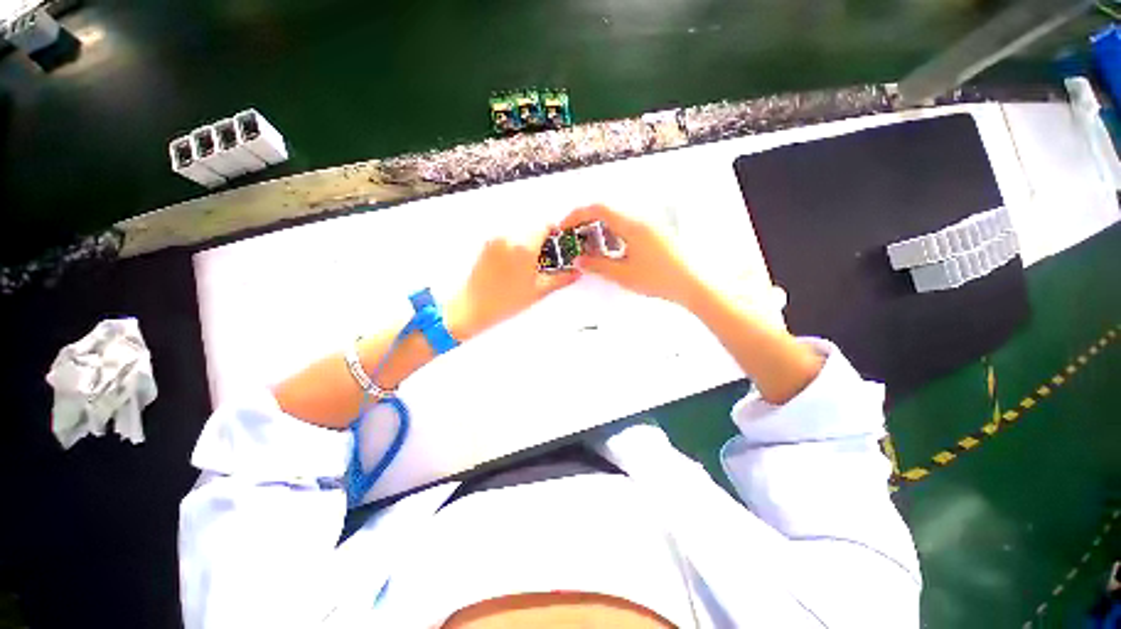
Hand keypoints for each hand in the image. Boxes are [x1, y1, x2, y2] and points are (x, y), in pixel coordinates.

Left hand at [446, 229, 579, 339]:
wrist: (473, 307)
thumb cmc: (503, 301)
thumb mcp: (538, 290)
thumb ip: (561, 279)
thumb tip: (574, 273)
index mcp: (523, 246)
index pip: (545, 225)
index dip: (555, 233)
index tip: (559, 243)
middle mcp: (508, 237)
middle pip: (532, 227)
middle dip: (542, 239)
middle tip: (547, 257)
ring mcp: (496, 240)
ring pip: (520, 231)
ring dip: (529, 241)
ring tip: (531, 263)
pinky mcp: (488, 244)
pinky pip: (508, 237)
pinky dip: (517, 244)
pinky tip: (518, 264)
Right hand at [560, 204, 700, 306]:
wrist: (694, 284)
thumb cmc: (661, 279)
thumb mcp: (623, 275)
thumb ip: (597, 266)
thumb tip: (579, 261)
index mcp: (632, 225)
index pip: (598, 208)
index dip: (577, 215)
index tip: (565, 226)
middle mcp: (641, 219)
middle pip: (607, 212)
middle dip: (587, 224)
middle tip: (577, 241)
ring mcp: (650, 225)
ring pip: (618, 221)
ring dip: (601, 231)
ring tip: (594, 251)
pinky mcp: (656, 233)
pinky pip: (629, 228)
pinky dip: (615, 236)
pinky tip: (614, 254)